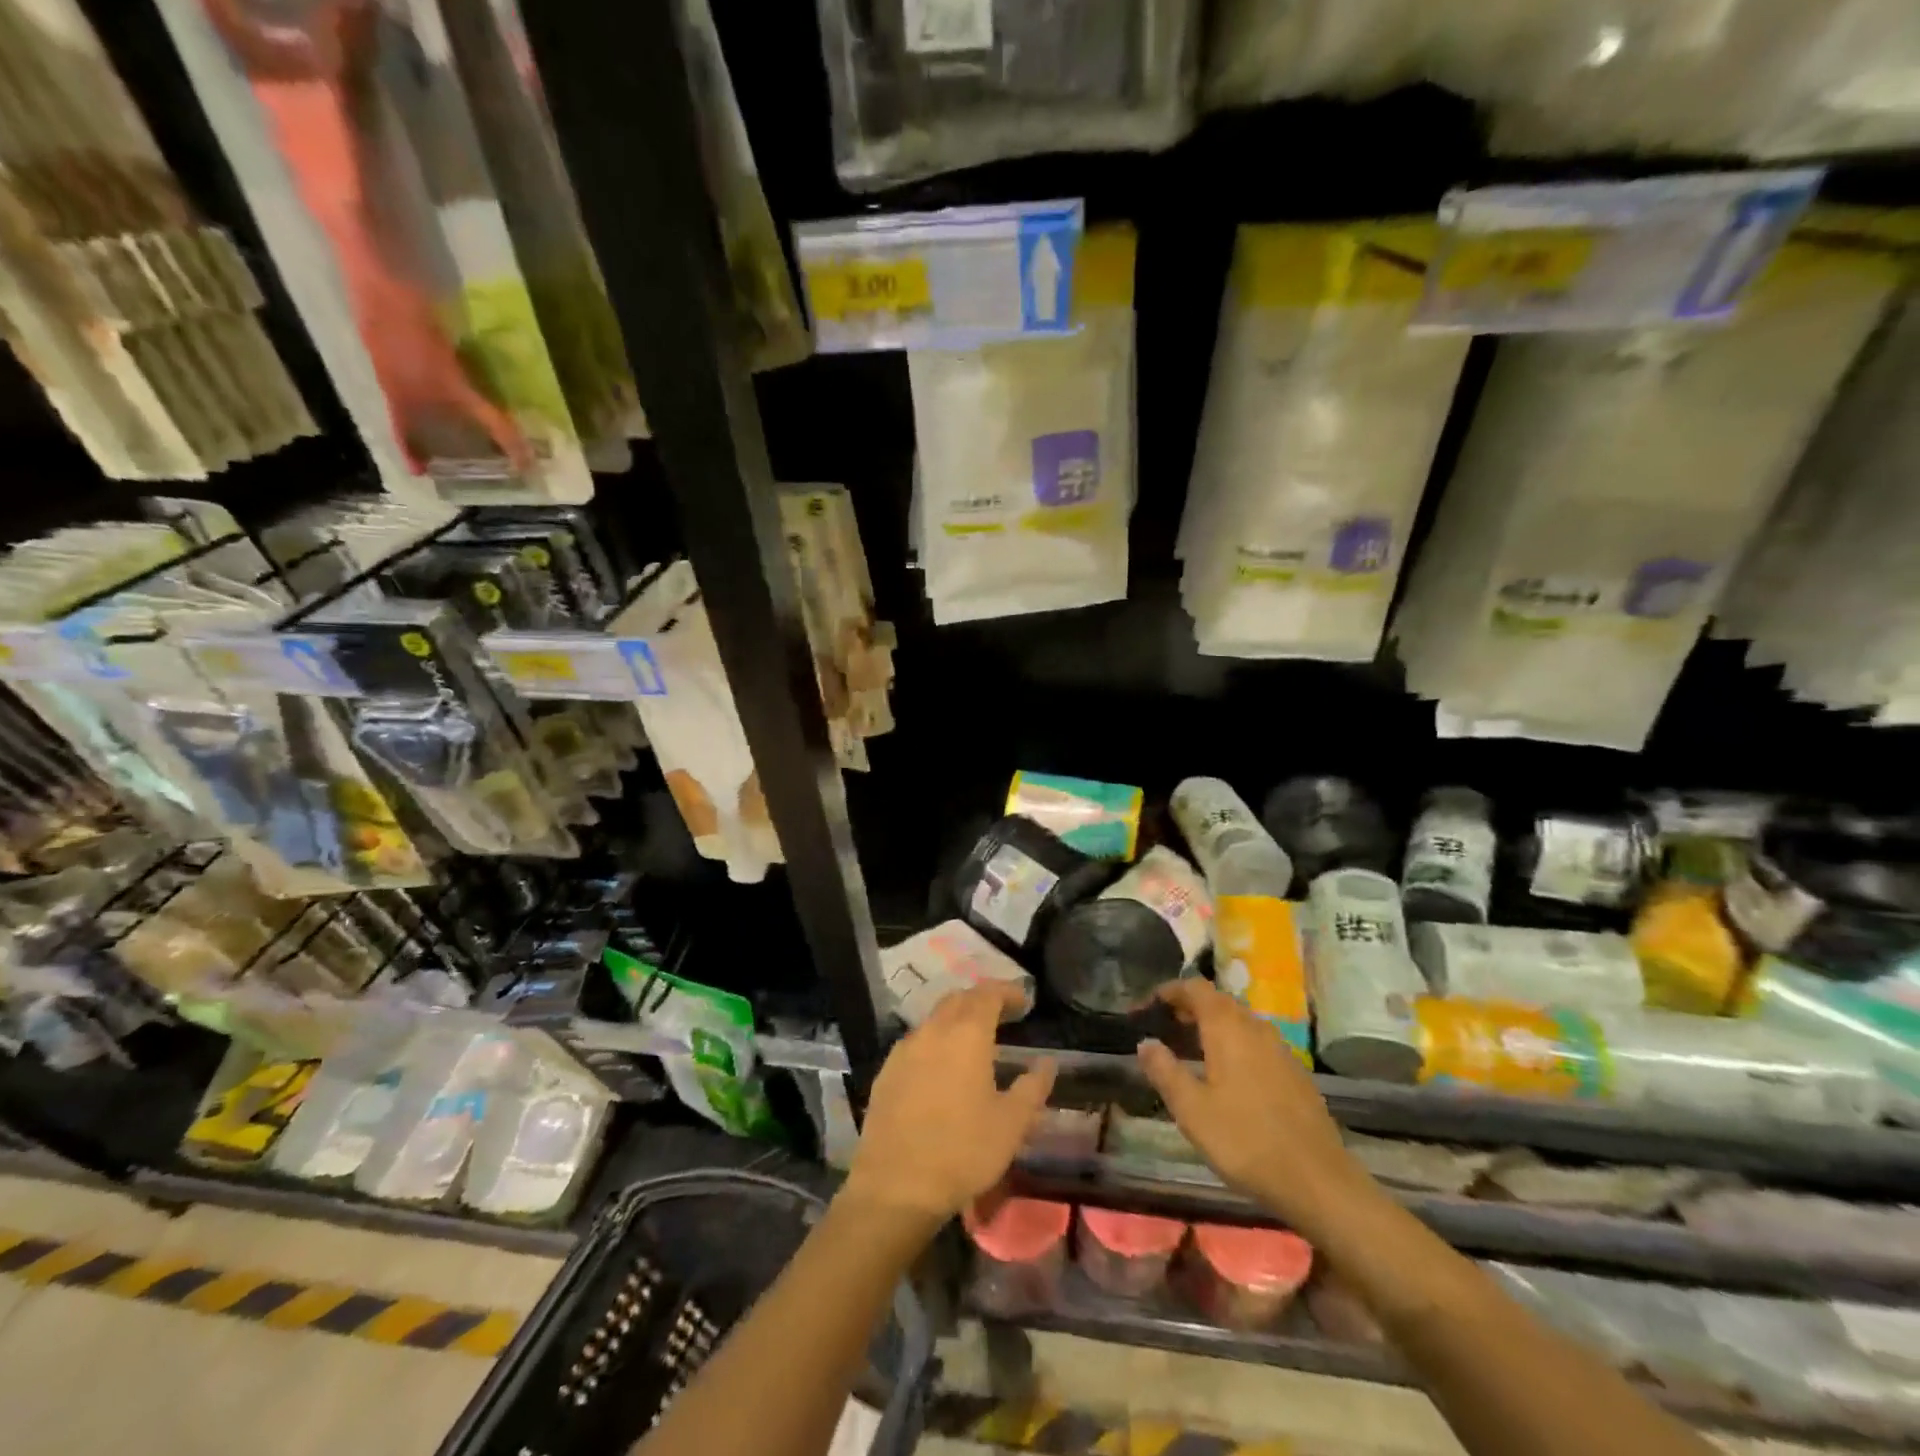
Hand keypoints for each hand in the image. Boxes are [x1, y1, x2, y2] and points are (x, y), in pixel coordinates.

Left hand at [844, 984, 1056, 1225]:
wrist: (896, 1185)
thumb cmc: (963, 1150)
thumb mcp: (1012, 1124)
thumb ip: (1033, 1087)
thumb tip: (1047, 1063)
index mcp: (966, 1034)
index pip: (987, 993)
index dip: (1007, 991)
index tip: (1024, 1000)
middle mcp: (933, 1030)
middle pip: (958, 999)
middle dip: (981, 1000)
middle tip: (1002, 1014)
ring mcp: (904, 1049)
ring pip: (934, 1019)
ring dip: (956, 1019)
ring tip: (974, 1041)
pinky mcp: (886, 1071)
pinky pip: (916, 1042)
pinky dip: (935, 1042)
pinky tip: (942, 1066)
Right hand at [1137, 980, 1374, 1235]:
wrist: (1318, 1181)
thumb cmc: (1245, 1140)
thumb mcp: (1192, 1109)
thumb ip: (1164, 1070)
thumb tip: (1146, 1042)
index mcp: (1227, 1027)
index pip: (1194, 987)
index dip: (1168, 991)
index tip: (1146, 1007)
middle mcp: (1255, 1027)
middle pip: (1218, 1001)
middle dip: (1188, 1008)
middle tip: (1163, 1028)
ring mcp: (1280, 1049)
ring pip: (1239, 1022)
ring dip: (1212, 1027)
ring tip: (1190, 1051)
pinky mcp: (1295, 1072)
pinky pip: (1256, 1043)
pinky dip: (1234, 1045)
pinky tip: (1226, 1076)